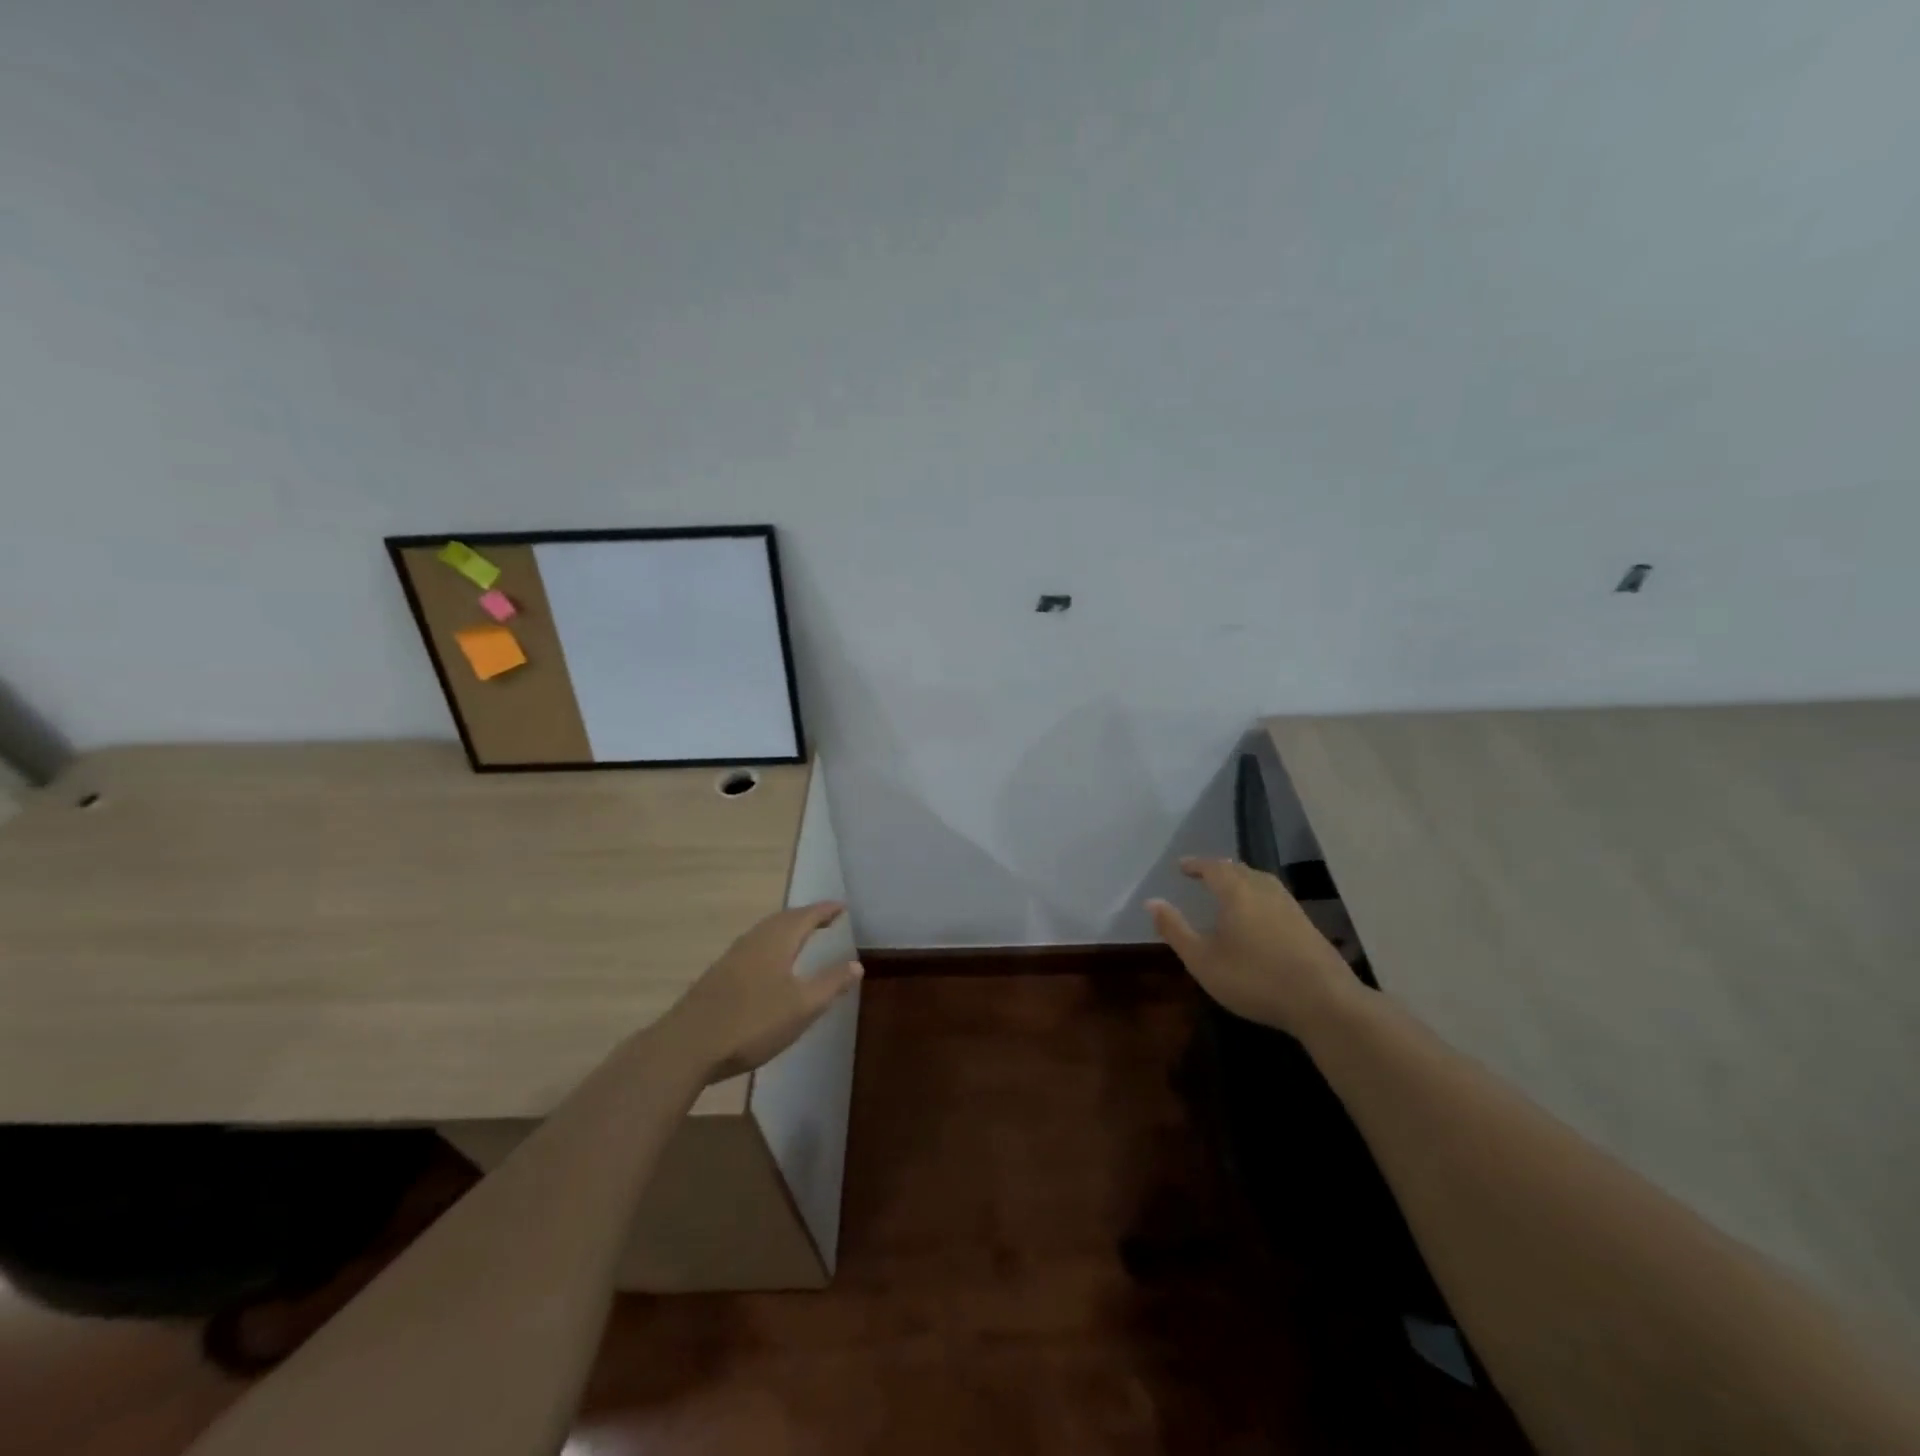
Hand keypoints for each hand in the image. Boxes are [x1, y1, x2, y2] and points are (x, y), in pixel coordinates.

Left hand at [661, 903, 862, 1080]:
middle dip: (807, 916)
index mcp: (777, 941)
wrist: (688, 1045)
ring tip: (803, 936)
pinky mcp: (719, 975)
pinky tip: (771, 964)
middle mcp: (755, 940)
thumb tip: (857, 964)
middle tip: (826, 919)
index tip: (843, 907)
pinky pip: (754, 946)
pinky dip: (772, 944)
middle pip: (784, 919)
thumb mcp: (802, 1007)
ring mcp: (733, 956)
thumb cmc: (753, 1022)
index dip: (826, 911)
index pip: (807, 916)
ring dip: (788, 929)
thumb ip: (831, 983)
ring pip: (767, 932)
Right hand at [1148, 858, 1361, 1036]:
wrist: (1324, 1001)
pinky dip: (1259, 897)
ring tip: (1229, 891)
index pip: (1213, 867)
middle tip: (1203, 875)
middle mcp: (1264, 890)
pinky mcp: (1307, 924)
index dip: (1196, 864)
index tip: (1181, 866)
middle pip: (1239, 870)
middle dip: (1219, 869)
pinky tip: (1259, 916)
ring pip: (1261, 882)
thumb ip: (1175, 930)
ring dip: (1241, 881)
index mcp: (1237, 892)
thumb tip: (1151, 902)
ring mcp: (1290, 906)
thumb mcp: (1203, 960)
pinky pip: (1275, 898)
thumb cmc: (1254, 978)